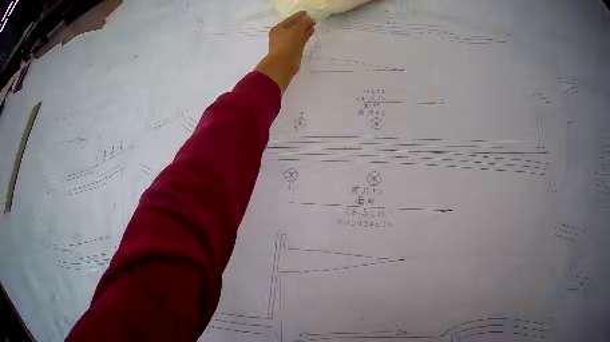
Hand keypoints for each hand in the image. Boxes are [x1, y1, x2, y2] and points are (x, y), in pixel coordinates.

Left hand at [255, 11, 315, 92]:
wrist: (283, 64)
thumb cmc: (287, 44)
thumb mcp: (296, 30)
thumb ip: (303, 23)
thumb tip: (309, 18)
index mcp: (279, 28)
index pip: (290, 19)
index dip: (299, 16)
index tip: (308, 13)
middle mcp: (282, 35)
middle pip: (294, 26)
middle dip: (303, 22)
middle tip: (313, 19)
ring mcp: (287, 43)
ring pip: (298, 33)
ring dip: (305, 29)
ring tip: (314, 24)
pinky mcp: (293, 50)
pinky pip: (300, 40)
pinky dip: (306, 36)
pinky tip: (312, 32)